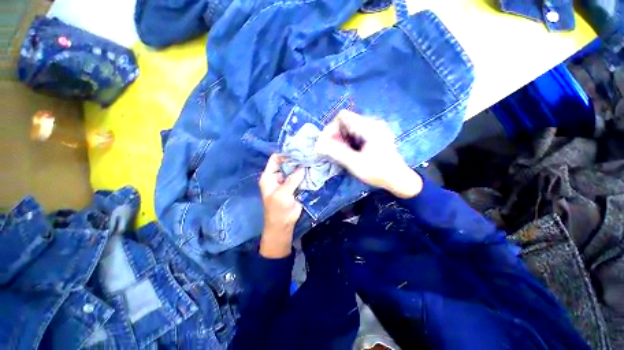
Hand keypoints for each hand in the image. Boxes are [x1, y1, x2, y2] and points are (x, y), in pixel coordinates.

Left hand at [258, 154, 304, 257]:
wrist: (283, 224)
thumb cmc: (278, 209)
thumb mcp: (282, 193)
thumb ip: (292, 179)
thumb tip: (303, 166)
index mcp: (269, 176)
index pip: (276, 159)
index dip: (285, 153)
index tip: (298, 148)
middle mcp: (278, 176)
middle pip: (287, 163)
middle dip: (296, 158)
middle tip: (308, 152)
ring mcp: (287, 181)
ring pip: (295, 170)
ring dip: (302, 166)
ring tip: (312, 157)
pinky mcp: (296, 186)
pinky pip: (300, 177)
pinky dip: (306, 173)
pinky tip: (313, 168)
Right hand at [315, 110, 421, 198]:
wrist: (398, 179)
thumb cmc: (378, 172)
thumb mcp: (355, 163)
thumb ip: (336, 152)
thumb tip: (318, 145)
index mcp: (369, 127)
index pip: (343, 117)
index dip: (330, 128)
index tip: (325, 143)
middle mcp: (372, 123)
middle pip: (345, 121)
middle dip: (334, 134)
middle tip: (328, 149)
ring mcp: (374, 128)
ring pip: (349, 127)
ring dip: (339, 138)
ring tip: (335, 151)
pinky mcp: (373, 134)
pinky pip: (354, 132)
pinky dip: (346, 140)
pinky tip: (345, 150)